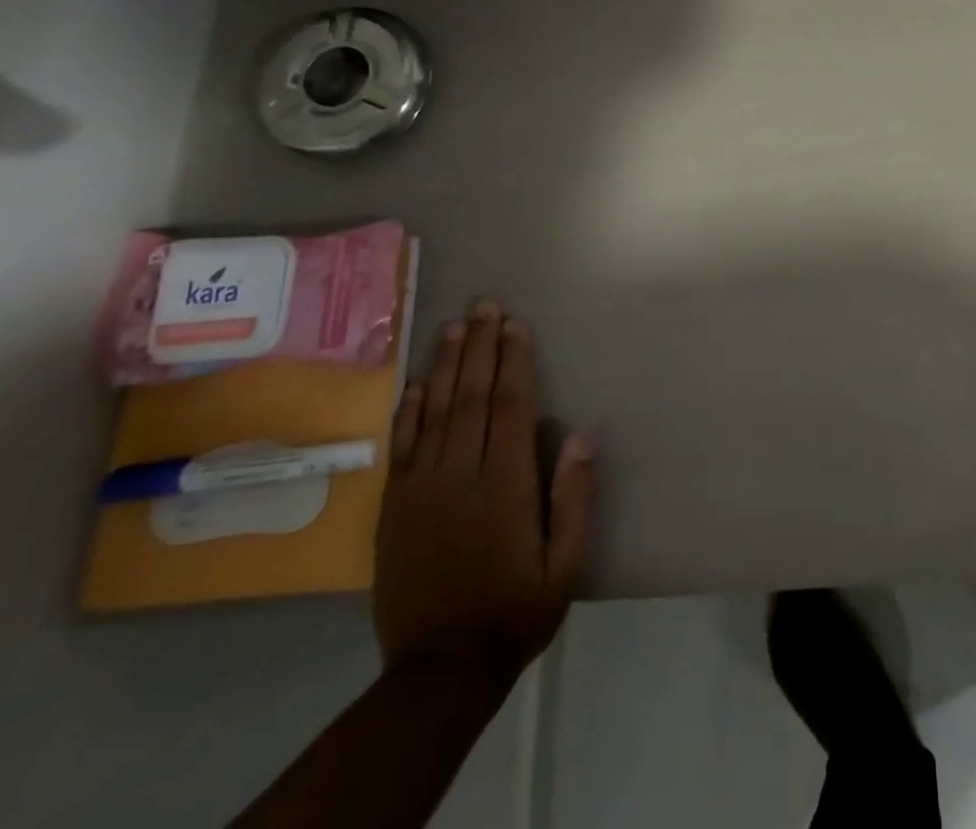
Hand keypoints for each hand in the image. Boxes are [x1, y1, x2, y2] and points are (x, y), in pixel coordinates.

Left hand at [374, 299, 595, 686]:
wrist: (439, 671)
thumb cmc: (516, 611)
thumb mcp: (566, 564)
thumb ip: (574, 497)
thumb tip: (581, 433)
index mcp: (505, 486)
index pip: (510, 407)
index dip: (514, 361)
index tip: (516, 325)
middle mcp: (460, 476)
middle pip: (471, 397)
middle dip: (480, 347)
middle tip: (485, 305)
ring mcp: (420, 491)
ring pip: (434, 413)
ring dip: (445, 366)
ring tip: (454, 326)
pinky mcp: (394, 510)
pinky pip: (401, 448)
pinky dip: (408, 412)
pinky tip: (415, 383)